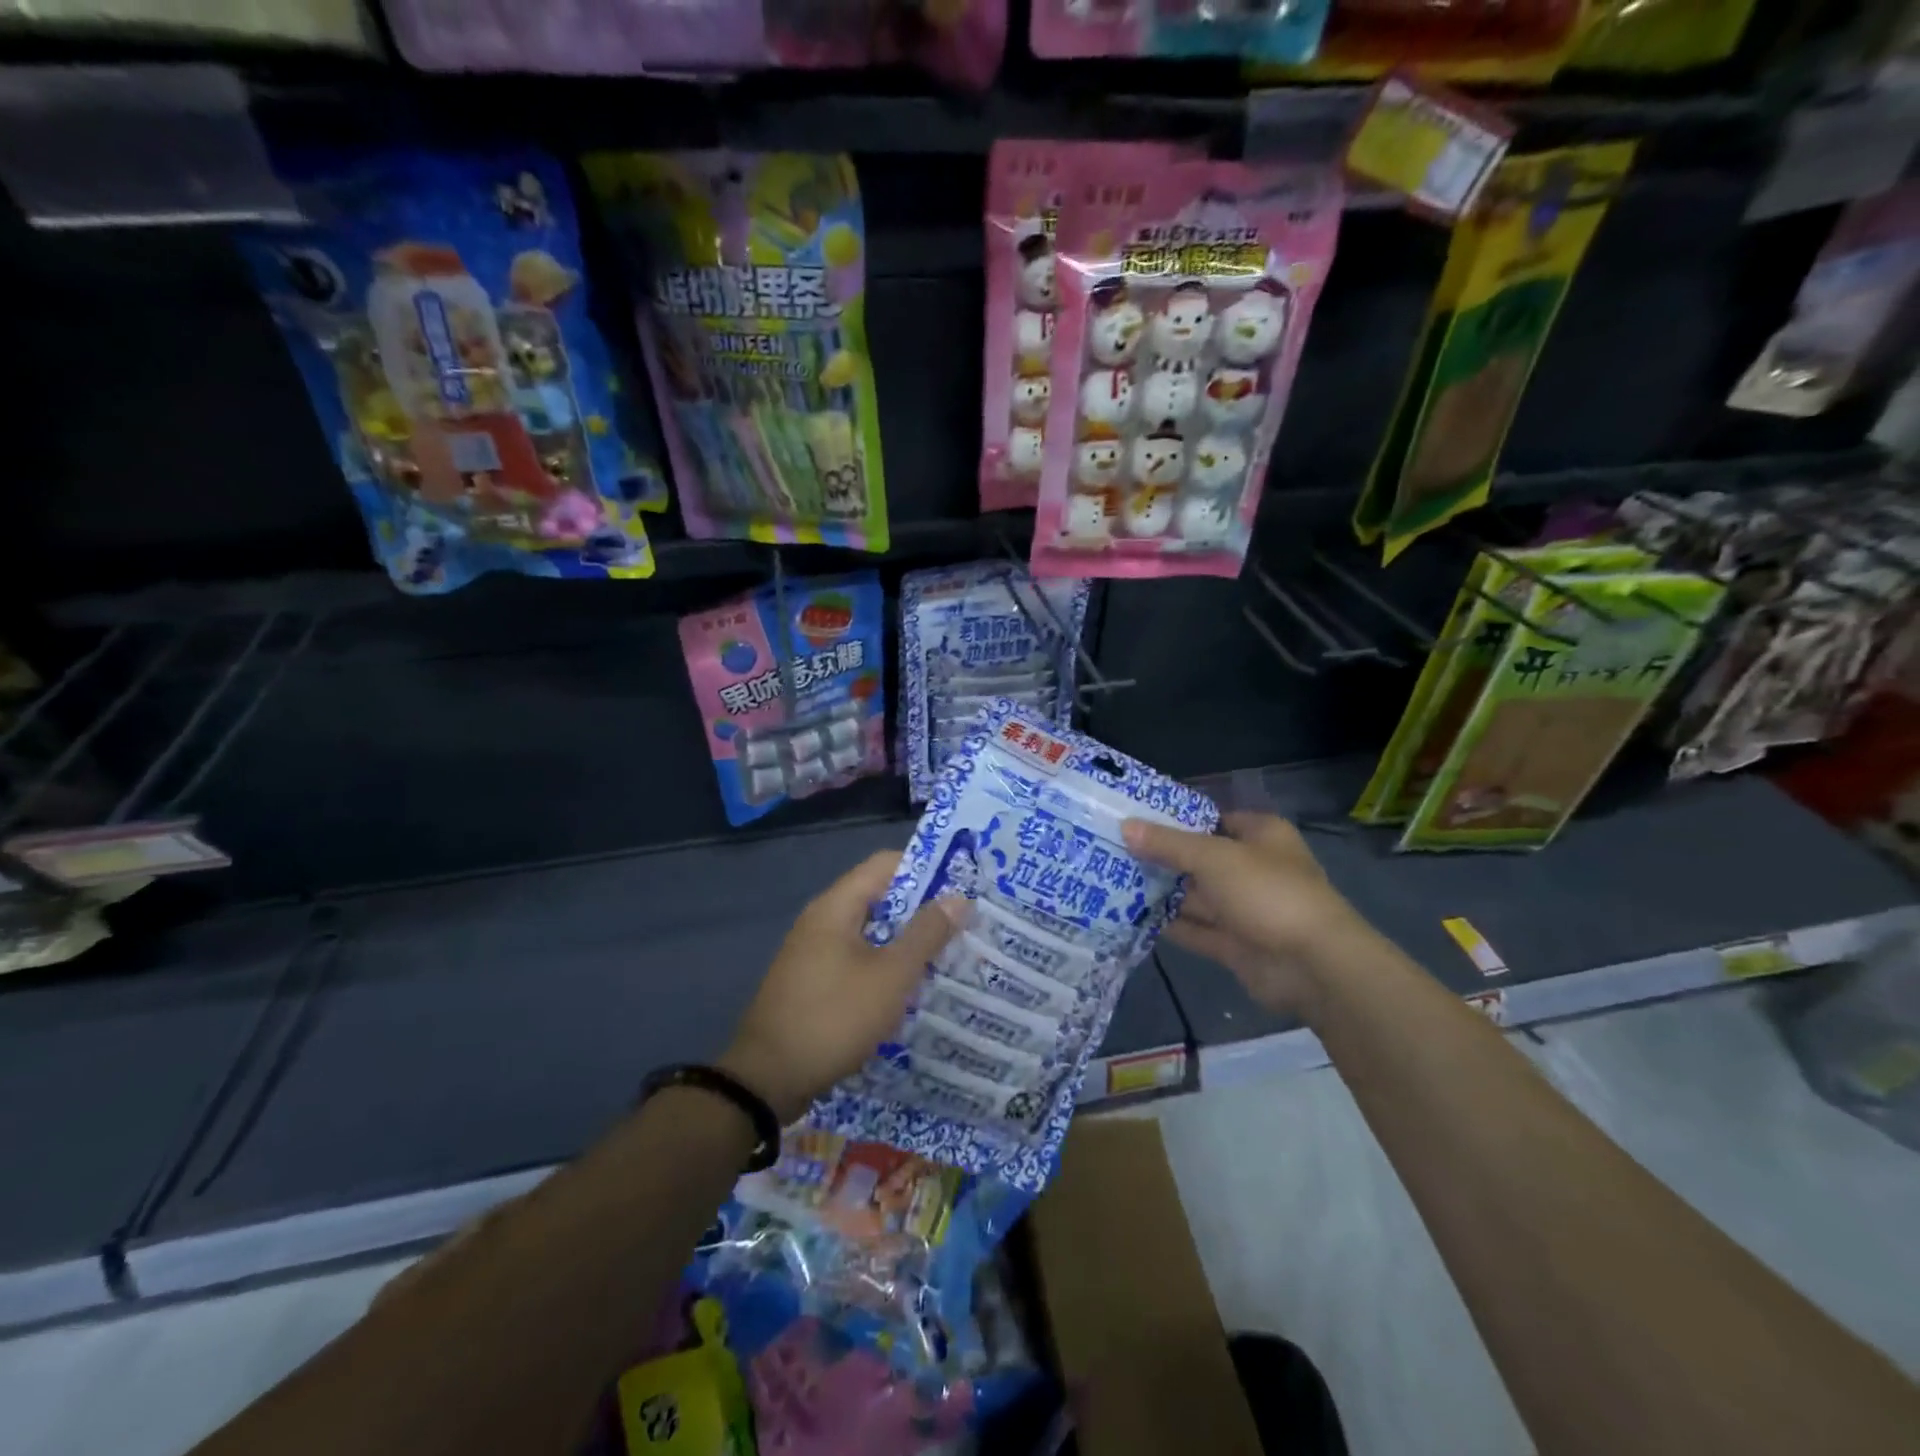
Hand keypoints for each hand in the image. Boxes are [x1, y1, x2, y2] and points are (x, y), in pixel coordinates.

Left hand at [720, 851, 961, 1123]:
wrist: (768, 1079)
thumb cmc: (834, 1017)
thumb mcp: (891, 976)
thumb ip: (926, 935)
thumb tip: (958, 898)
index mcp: (836, 906)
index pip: (885, 864)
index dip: (926, 869)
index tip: (962, 886)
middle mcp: (821, 920)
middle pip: (879, 898)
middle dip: (921, 910)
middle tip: (963, 925)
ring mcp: (813, 953)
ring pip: (870, 934)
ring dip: (905, 943)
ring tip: (947, 957)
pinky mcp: (812, 983)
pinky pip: (856, 961)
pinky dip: (884, 967)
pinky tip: (910, 989)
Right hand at [1122, 812, 1367, 1014]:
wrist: (1313, 966)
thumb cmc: (1267, 892)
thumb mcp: (1213, 858)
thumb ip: (1168, 844)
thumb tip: (1125, 826)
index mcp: (1260, 836)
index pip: (1211, 819)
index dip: (1175, 819)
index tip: (1133, 820)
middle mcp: (1252, 868)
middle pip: (1199, 858)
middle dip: (1161, 858)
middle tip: (1112, 851)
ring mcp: (1245, 909)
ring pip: (1196, 896)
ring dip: (1162, 892)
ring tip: (1111, 882)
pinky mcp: (1235, 944)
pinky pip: (1196, 929)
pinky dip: (1170, 924)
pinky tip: (1132, 916)